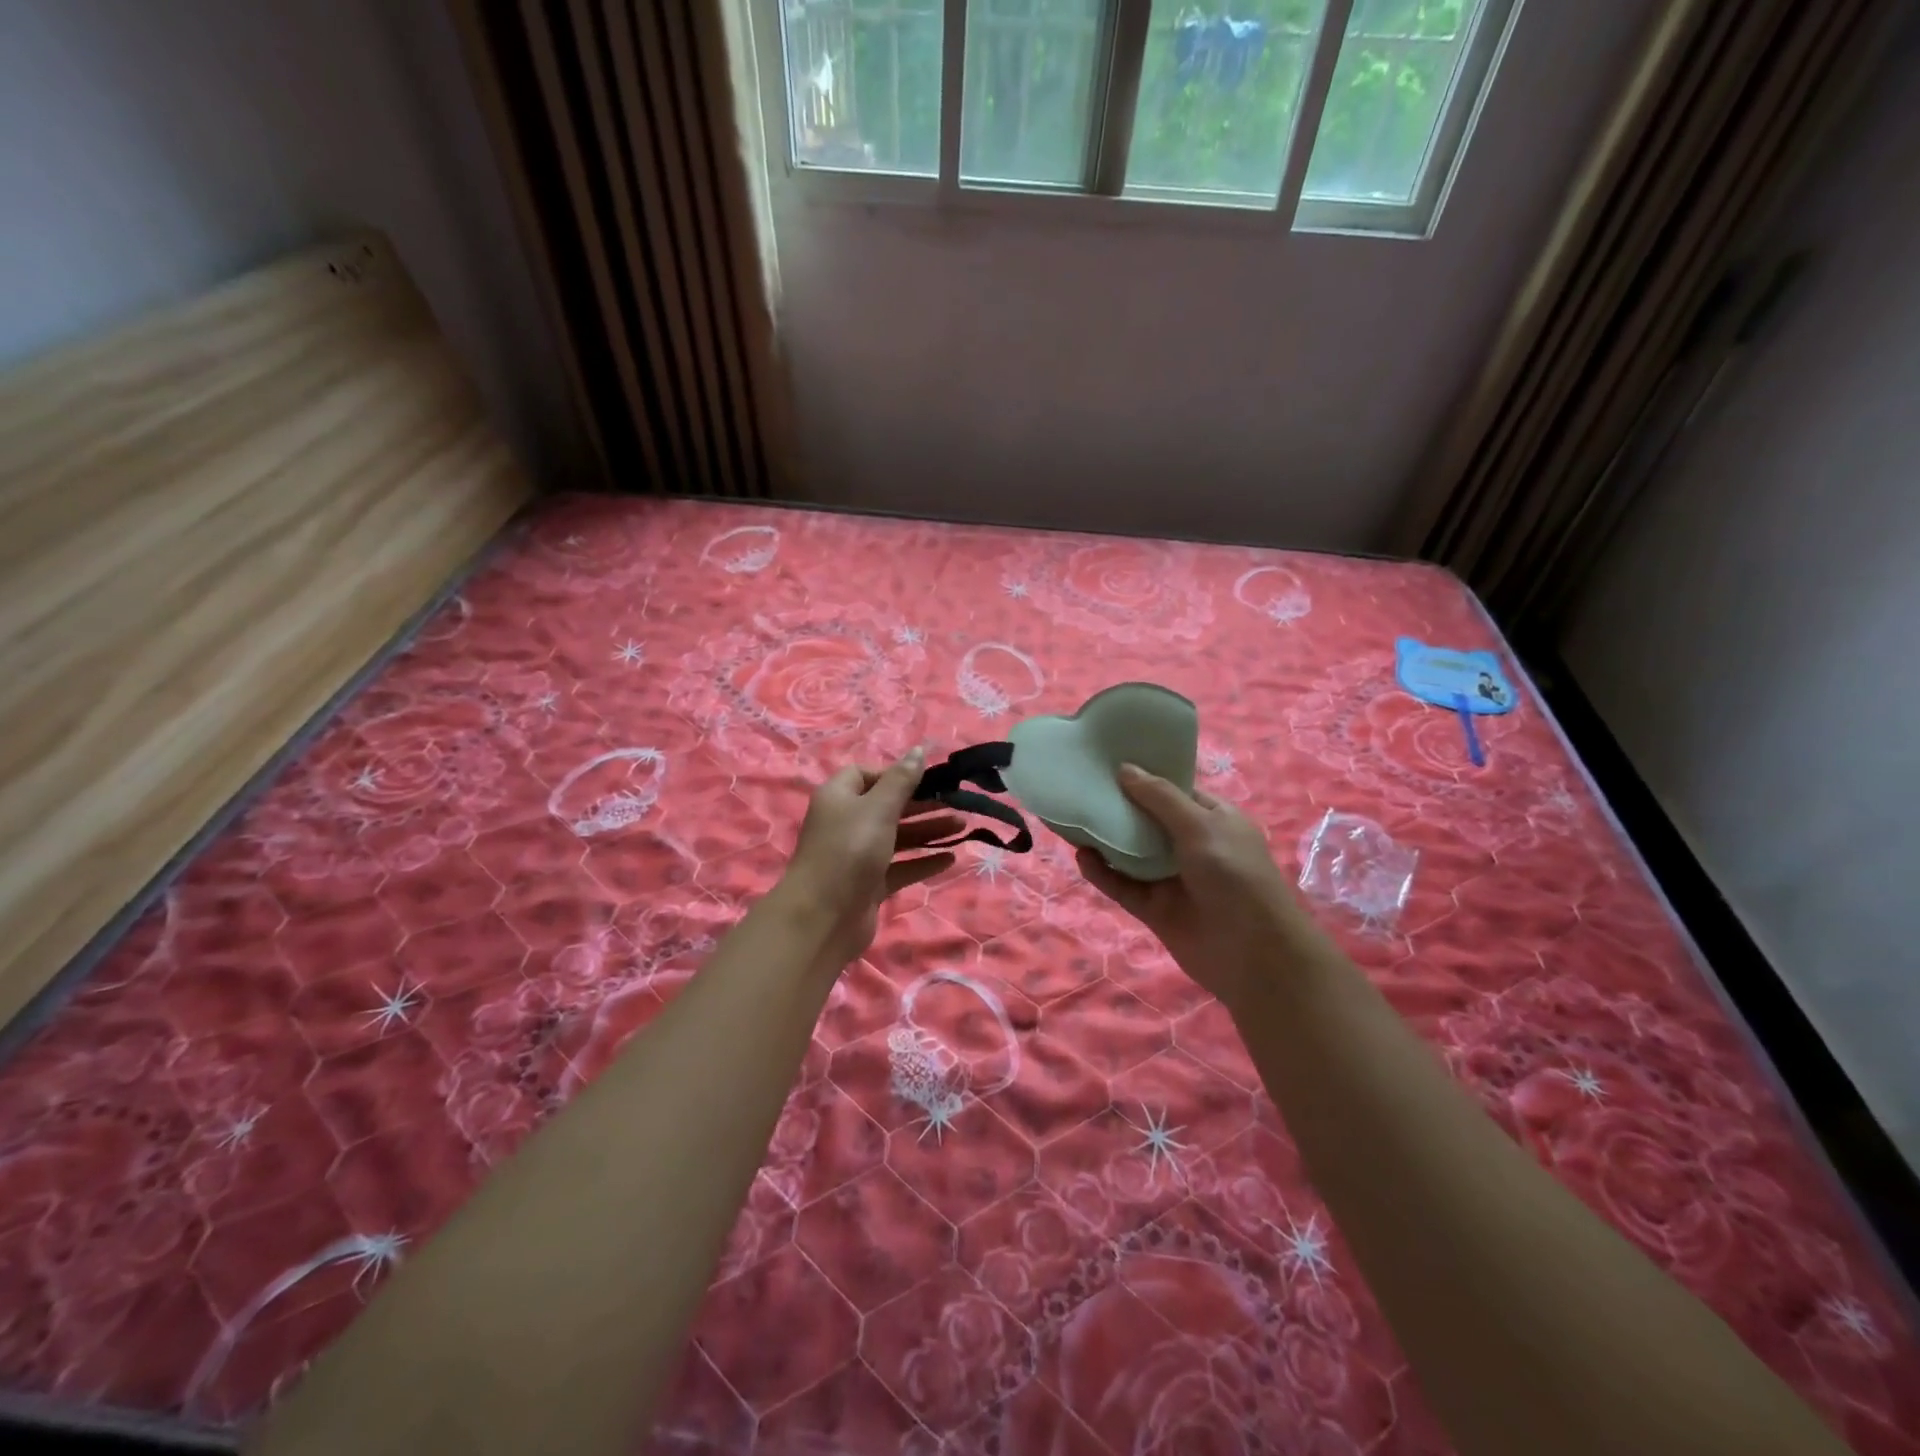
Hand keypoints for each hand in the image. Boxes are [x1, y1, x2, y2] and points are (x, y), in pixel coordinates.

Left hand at [776, 747, 960, 969]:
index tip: (926, 779)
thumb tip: (919, 750)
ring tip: (963, 827)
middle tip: (956, 802)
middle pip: (887, 806)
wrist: (823, 917)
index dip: (895, 774)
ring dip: (928, 831)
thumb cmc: (850, 850)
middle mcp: (846, 823)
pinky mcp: (870, 884)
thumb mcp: (878, 808)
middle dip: (921, 804)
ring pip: (897, 837)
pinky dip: (923, 861)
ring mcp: (857, 856)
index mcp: (839, 797)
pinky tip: (951, 859)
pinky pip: (901, 867)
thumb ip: (902, 780)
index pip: (866, 774)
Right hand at [1076, 765, 1308, 1013]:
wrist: (1254, 955)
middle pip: (1146, 820)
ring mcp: (1170, 878)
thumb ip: (1160, 797)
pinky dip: (1102, 872)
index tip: (1106, 762)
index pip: (1172, 790)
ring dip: (1104, 839)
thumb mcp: (1201, 826)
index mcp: (1212, 818)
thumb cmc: (1235, 876)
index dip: (1143, 776)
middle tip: (1079, 786)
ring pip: (1129, 853)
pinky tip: (1082, 857)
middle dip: (1117, 805)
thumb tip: (1124, 769)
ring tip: (1071, 818)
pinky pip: (1122, 885)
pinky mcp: (1154, 908)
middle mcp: (1190, 844)